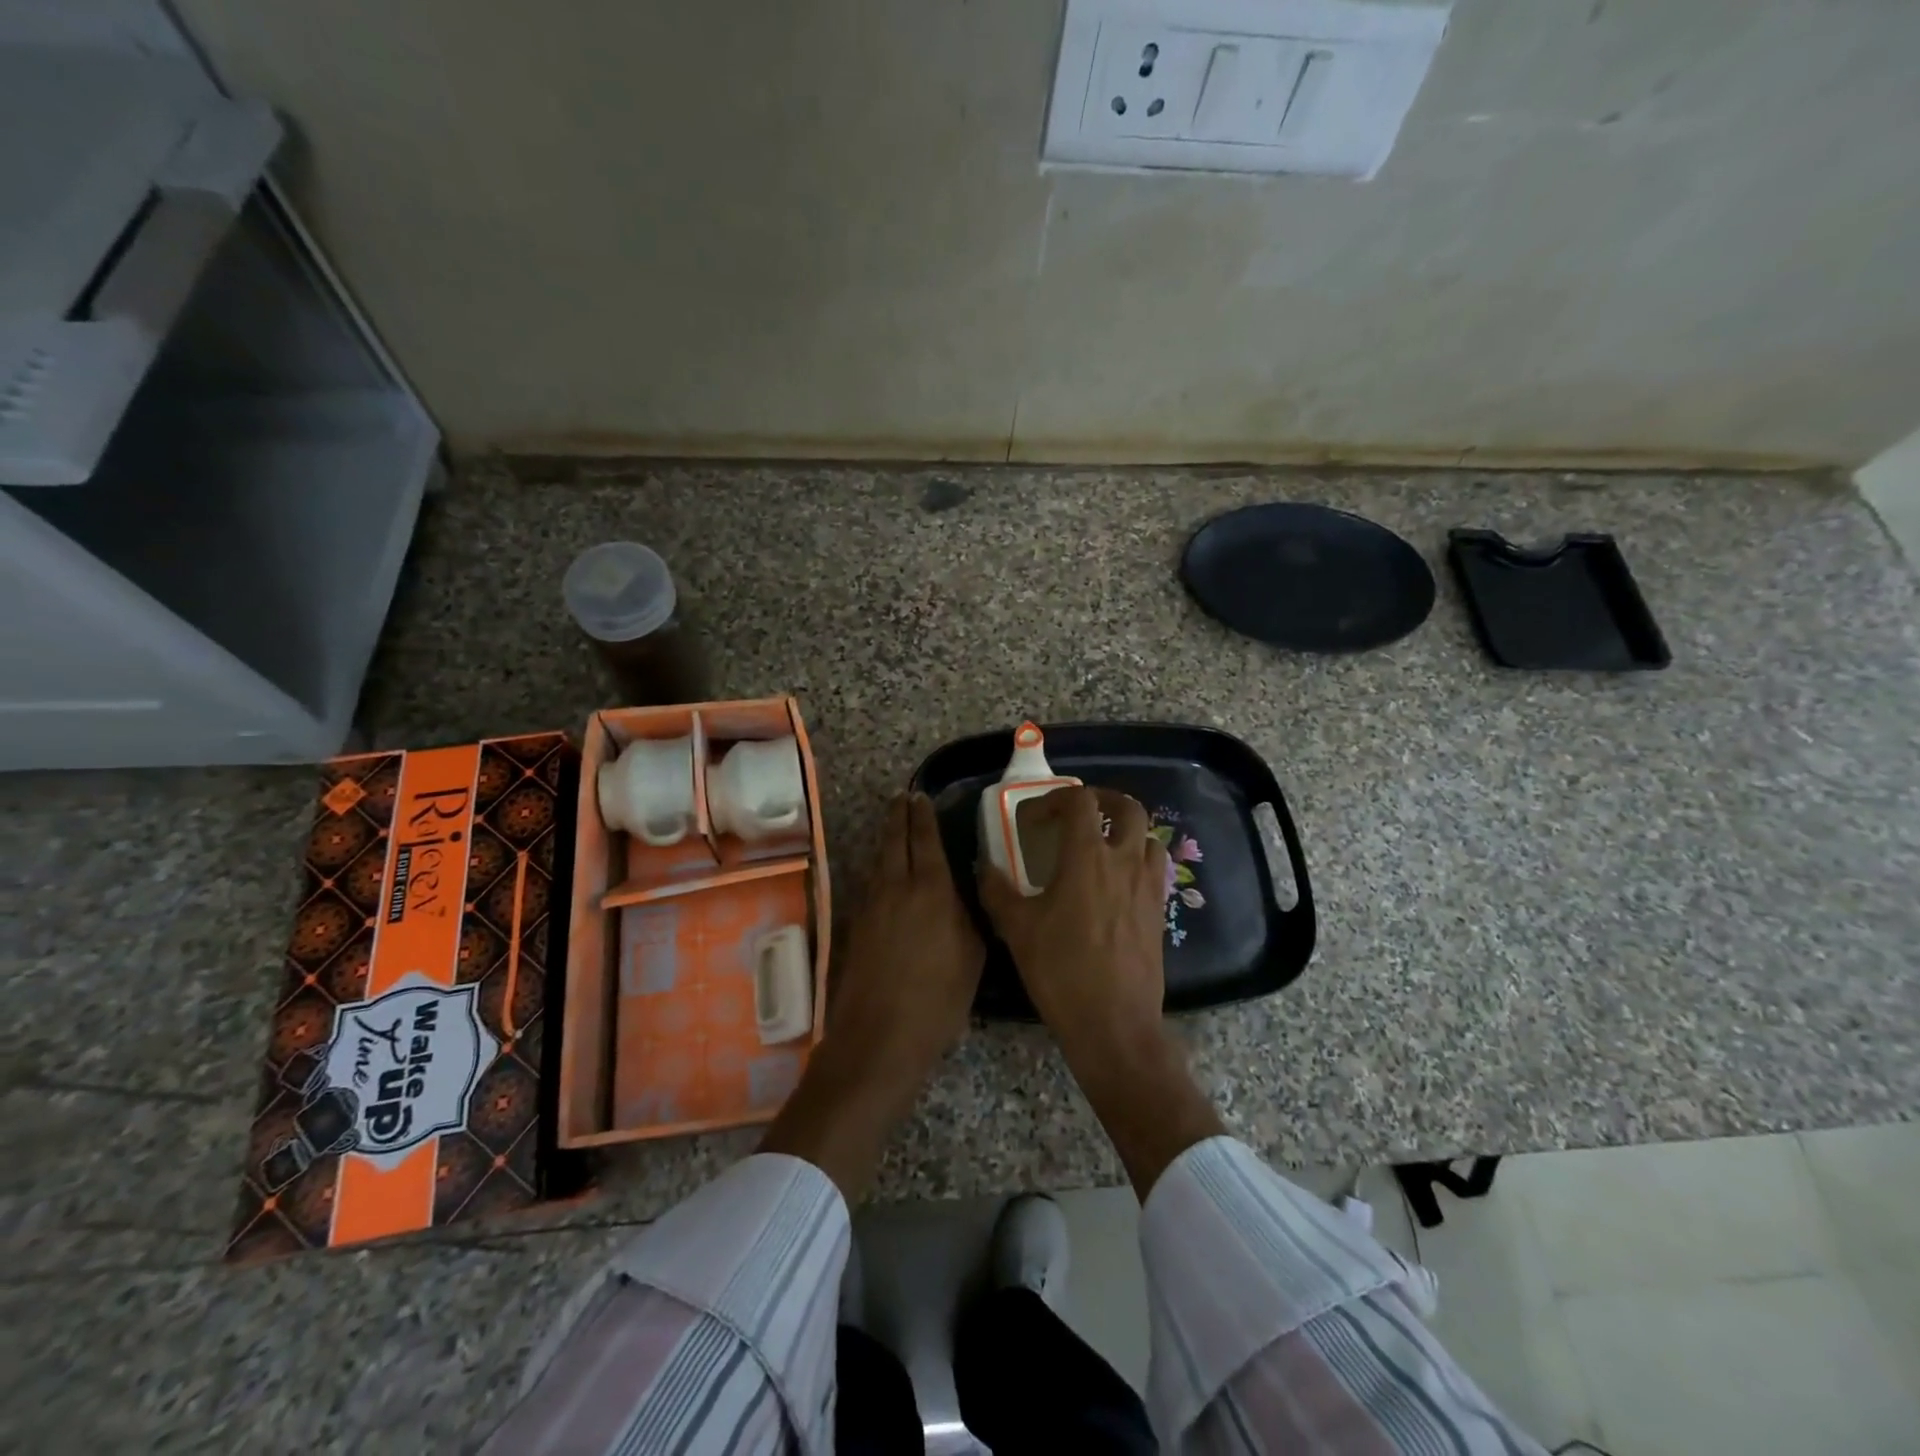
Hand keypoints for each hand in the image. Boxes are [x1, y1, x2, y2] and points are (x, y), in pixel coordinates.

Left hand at [827, 791, 983, 1085]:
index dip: (922, 815)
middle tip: (902, 798)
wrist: (880, 1035)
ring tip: (893, 826)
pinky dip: (877, 868)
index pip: (924, 839)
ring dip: (886, 839)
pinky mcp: (855, 926)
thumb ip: (968, 913)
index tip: (920, 796)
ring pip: (877, 860)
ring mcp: (870, 905)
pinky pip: (869, 883)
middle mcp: (895, 887)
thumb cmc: (939, 997)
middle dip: (898, 816)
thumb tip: (962, 888)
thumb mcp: (972, 953)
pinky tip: (882, 873)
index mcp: (930, 888)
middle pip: (894, 840)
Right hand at [977, 785, 1169, 1058]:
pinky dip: (1136, 861)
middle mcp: (1124, 862)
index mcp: (1087, 858)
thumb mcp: (1016, 929)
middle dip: (1103, 800)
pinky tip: (1114, 885)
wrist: (1113, 1024)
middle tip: (1079, 814)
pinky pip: (1154, 870)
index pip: (1080, 801)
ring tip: (1101, 846)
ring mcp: (1147, 887)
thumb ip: (997, 891)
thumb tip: (985, 868)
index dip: (1054, 799)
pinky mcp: (1158, 912)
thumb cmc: (1061, 971)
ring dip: (1125, 831)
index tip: (1033, 820)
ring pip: (1148, 837)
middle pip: (1129, 808)